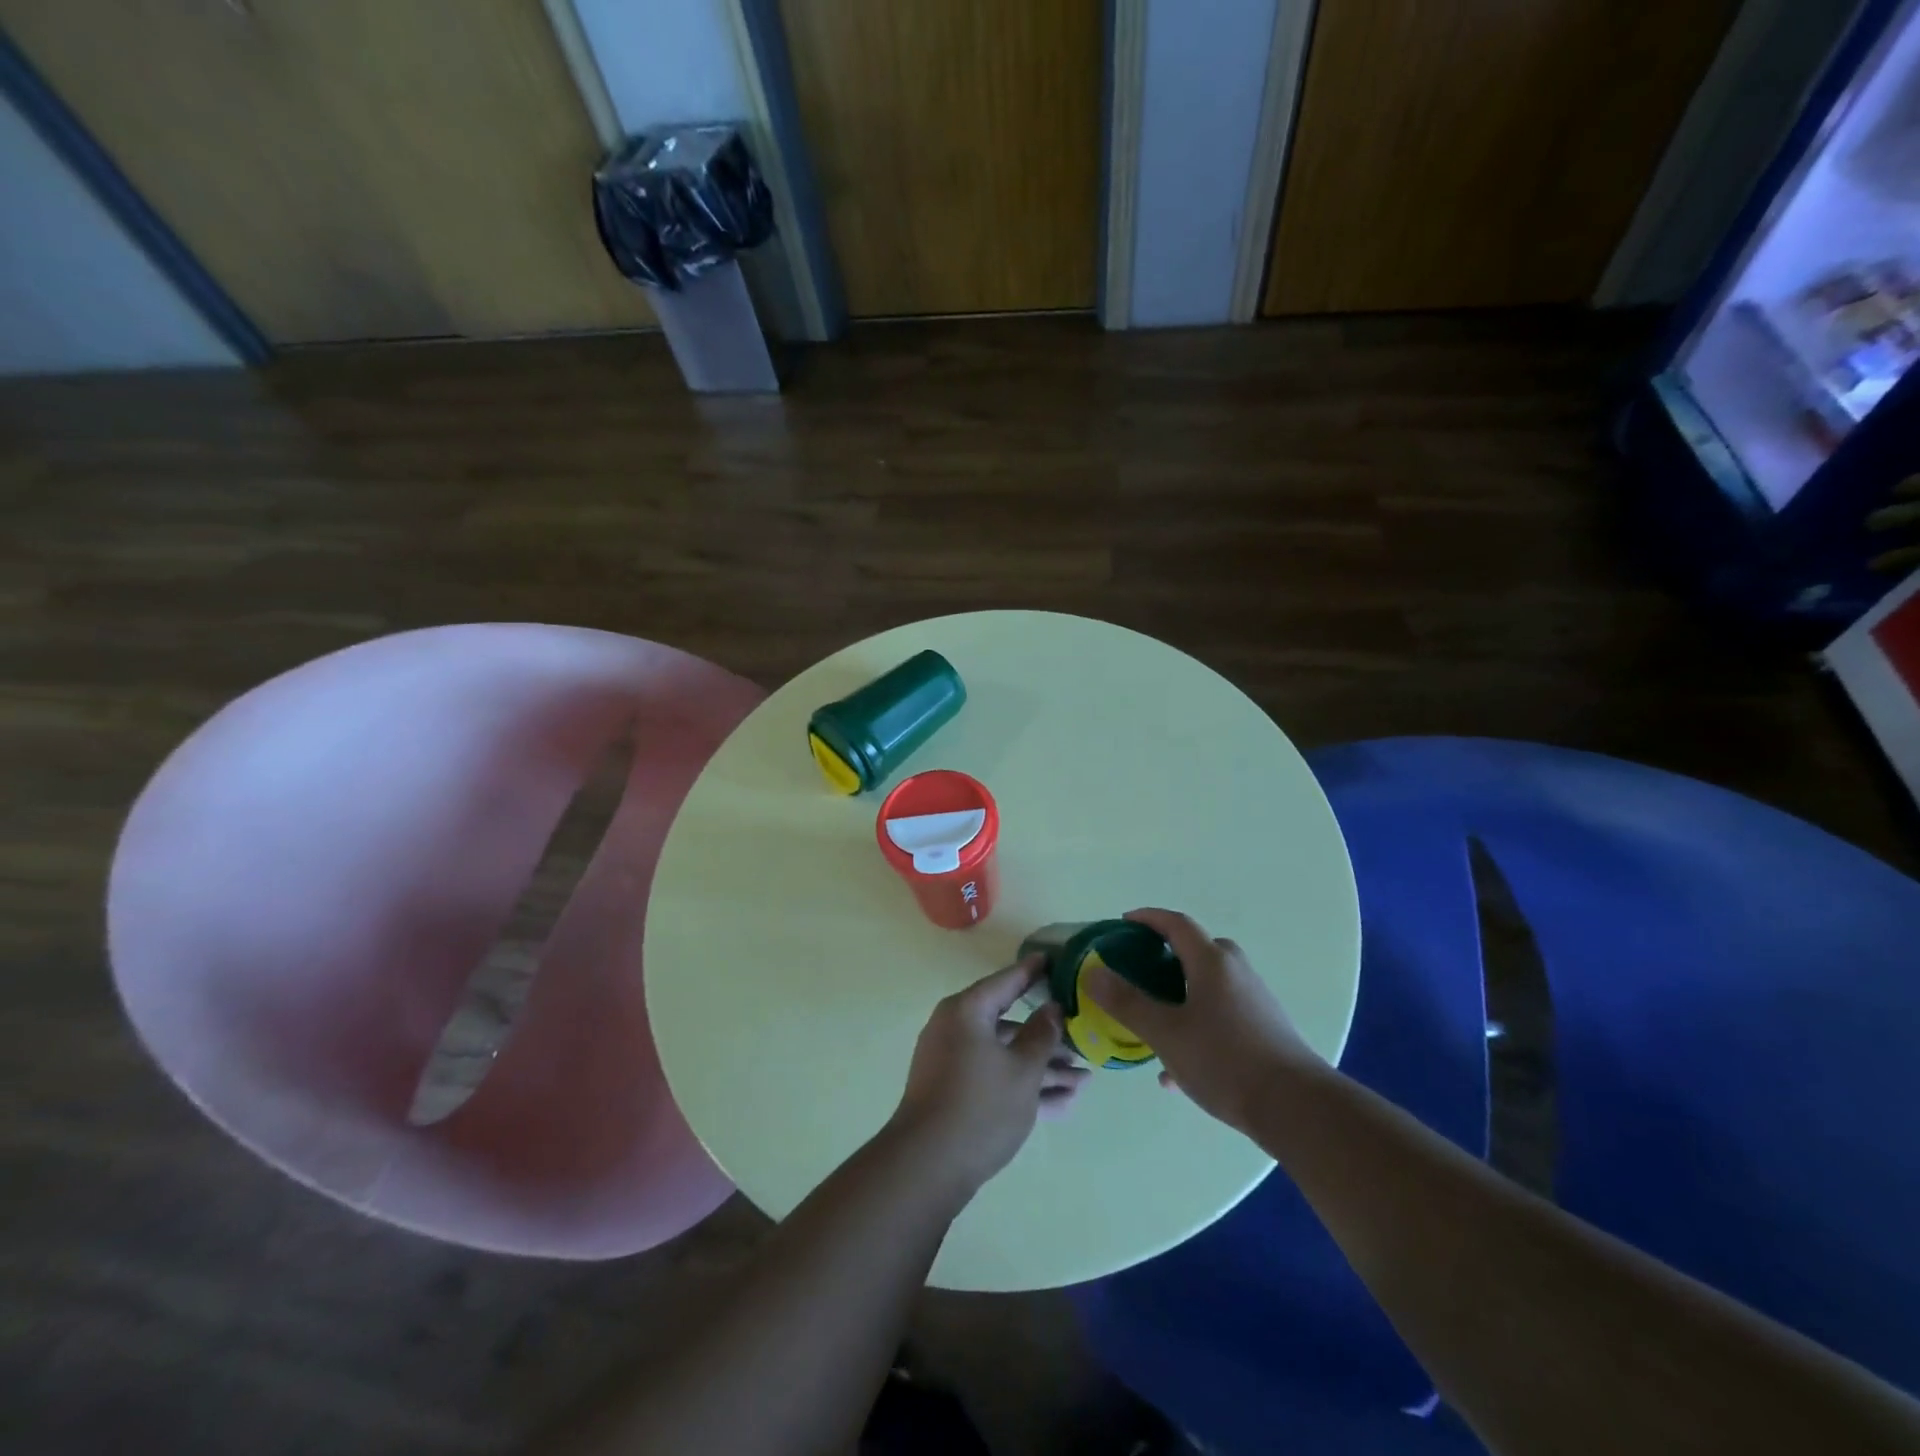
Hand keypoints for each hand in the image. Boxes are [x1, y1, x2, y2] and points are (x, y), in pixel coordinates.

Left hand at [891, 956, 1090, 1194]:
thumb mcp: (1023, 1070)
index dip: (1032, 972)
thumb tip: (1052, 1008)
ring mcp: (953, 1062)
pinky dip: (1023, 1086)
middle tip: (1083, 1038)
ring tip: (1083, 1080)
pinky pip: (995, 1078)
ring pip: (1005, 1055)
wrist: (927, 1167)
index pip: (1006, 982)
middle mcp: (956, 1029)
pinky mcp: (954, 1092)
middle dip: (1048, 1037)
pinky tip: (1062, 1104)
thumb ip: (1042, 1035)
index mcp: (967, 1011)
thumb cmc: (980, 1106)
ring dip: (1042, 1068)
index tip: (1053, 959)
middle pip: (1009, 1024)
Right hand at [1084, 908, 1319, 1130]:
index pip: (1176, 924)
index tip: (1124, 923)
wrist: (1296, 1108)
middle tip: (1140, 972)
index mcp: (1211, 962)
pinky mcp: (1265, 1030)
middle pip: (1198, 950)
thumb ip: (1127, 1003)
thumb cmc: (1224, 1060)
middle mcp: (1236, 973)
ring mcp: (1255, 1001)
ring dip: (1180, 995)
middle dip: (1167, 956)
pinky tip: (1176, 1070)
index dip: (1149, 918)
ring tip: (1153, 1023)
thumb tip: (1093, 973)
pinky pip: (1222, 1015)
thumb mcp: (1165, 1033)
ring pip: (1209, 986)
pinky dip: (1197, 1025)